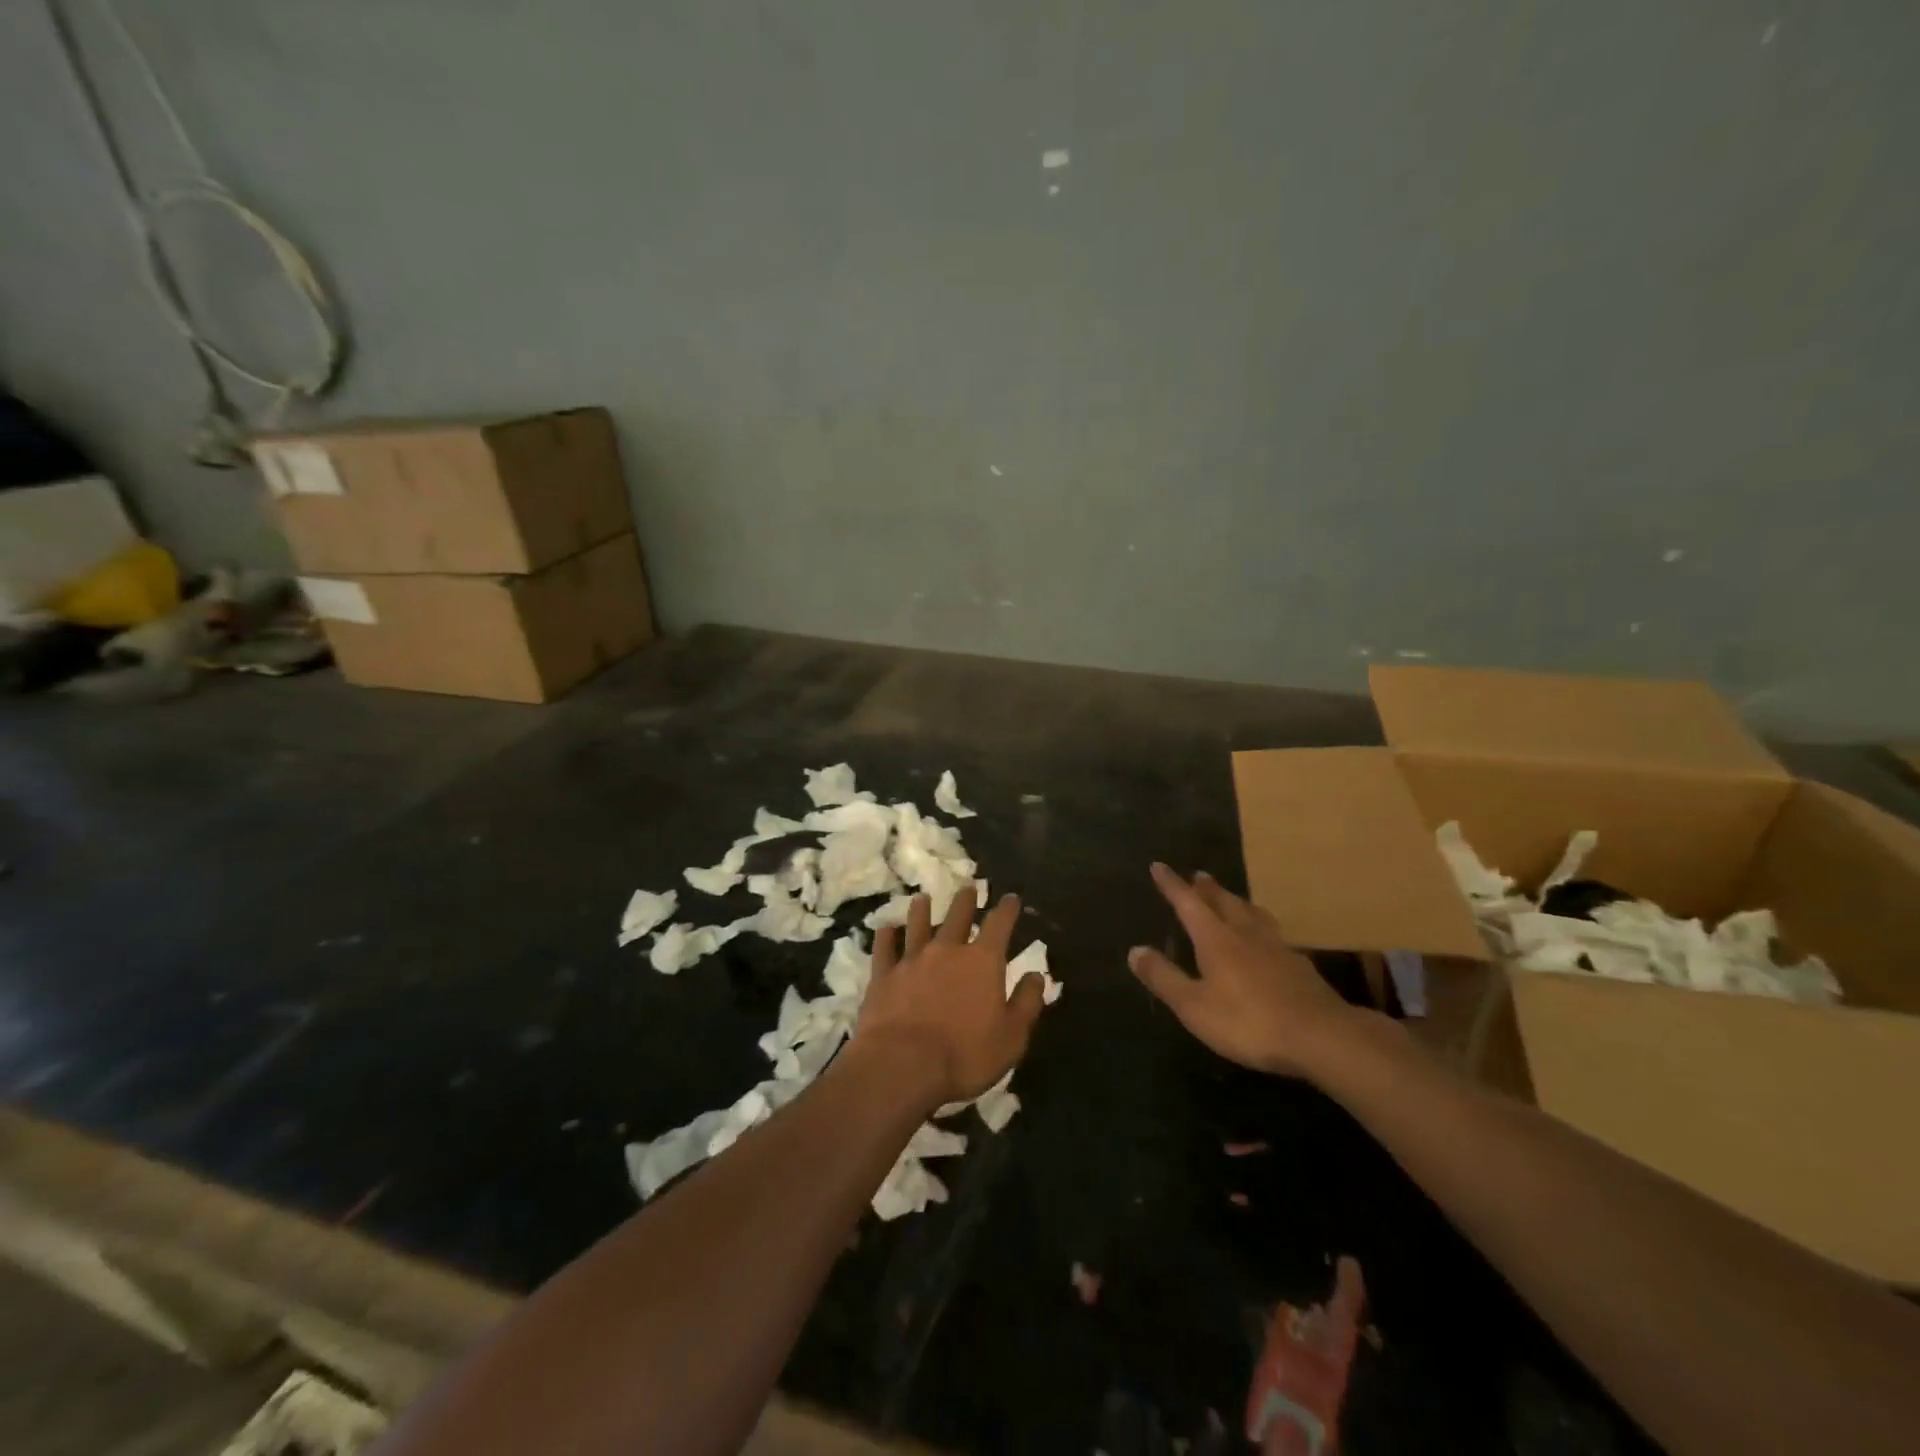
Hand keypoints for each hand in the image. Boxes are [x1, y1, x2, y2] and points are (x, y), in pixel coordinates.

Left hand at [857, 885, 1046, 1106]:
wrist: (902, 1064)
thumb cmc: (964, 1054)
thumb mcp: (1011, 1037)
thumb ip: (1027, 1003)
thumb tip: (1037, 975)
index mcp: (982, 961)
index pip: (999, 924)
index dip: (1007, 909)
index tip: (1011, 898)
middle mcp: (947, 950)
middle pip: (957, 916)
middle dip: (966, 901)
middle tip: (968, 888)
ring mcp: (911, 960)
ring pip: (918, 925)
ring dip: (922, 910)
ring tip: (923, 898)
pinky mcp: (883, 976)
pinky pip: (884, 949)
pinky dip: (885, 937)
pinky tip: (885, 929)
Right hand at [1130, 863, 1368, 1078]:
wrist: (1320, 1036)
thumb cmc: (1248, 1021)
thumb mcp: (1193, 1005)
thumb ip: (1164, 977)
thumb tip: (1135, 950)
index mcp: (1215, 938)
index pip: (1187, 903)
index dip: (1171, 885)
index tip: (1159, 866)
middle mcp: (1245, 933)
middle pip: (1223, 901)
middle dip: (1206, 888)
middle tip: (1198, 875)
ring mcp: (1276, 947)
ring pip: (1252, 914)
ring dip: (1237, 901)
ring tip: (1232, 898)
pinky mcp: (1299, 965)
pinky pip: (1273, 933)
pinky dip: (1261, 926)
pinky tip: (1266, 938)